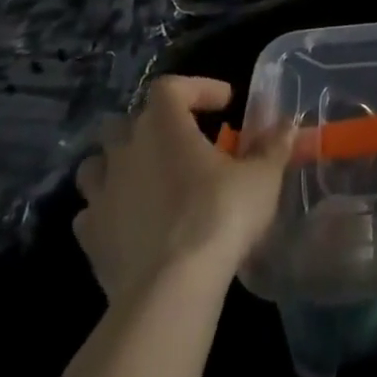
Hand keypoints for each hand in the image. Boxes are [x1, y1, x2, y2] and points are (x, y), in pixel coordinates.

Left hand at [73, 75, 292, 303]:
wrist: (169, 290)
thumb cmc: (219, 216)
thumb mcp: (261, 177)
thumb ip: (272, 145)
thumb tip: (286, 124)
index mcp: (164, 125)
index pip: (171, 86)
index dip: (197, 88)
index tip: (225, 104)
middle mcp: (126, 150)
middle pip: (127, 120)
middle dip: (153, 125)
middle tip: (183, 141)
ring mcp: (102, 194)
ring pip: (98, 164)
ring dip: (121, 165)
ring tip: (149, 178)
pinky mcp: (90, 238)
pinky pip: (92, 211)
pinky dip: (109, 210)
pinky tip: (131, 221)